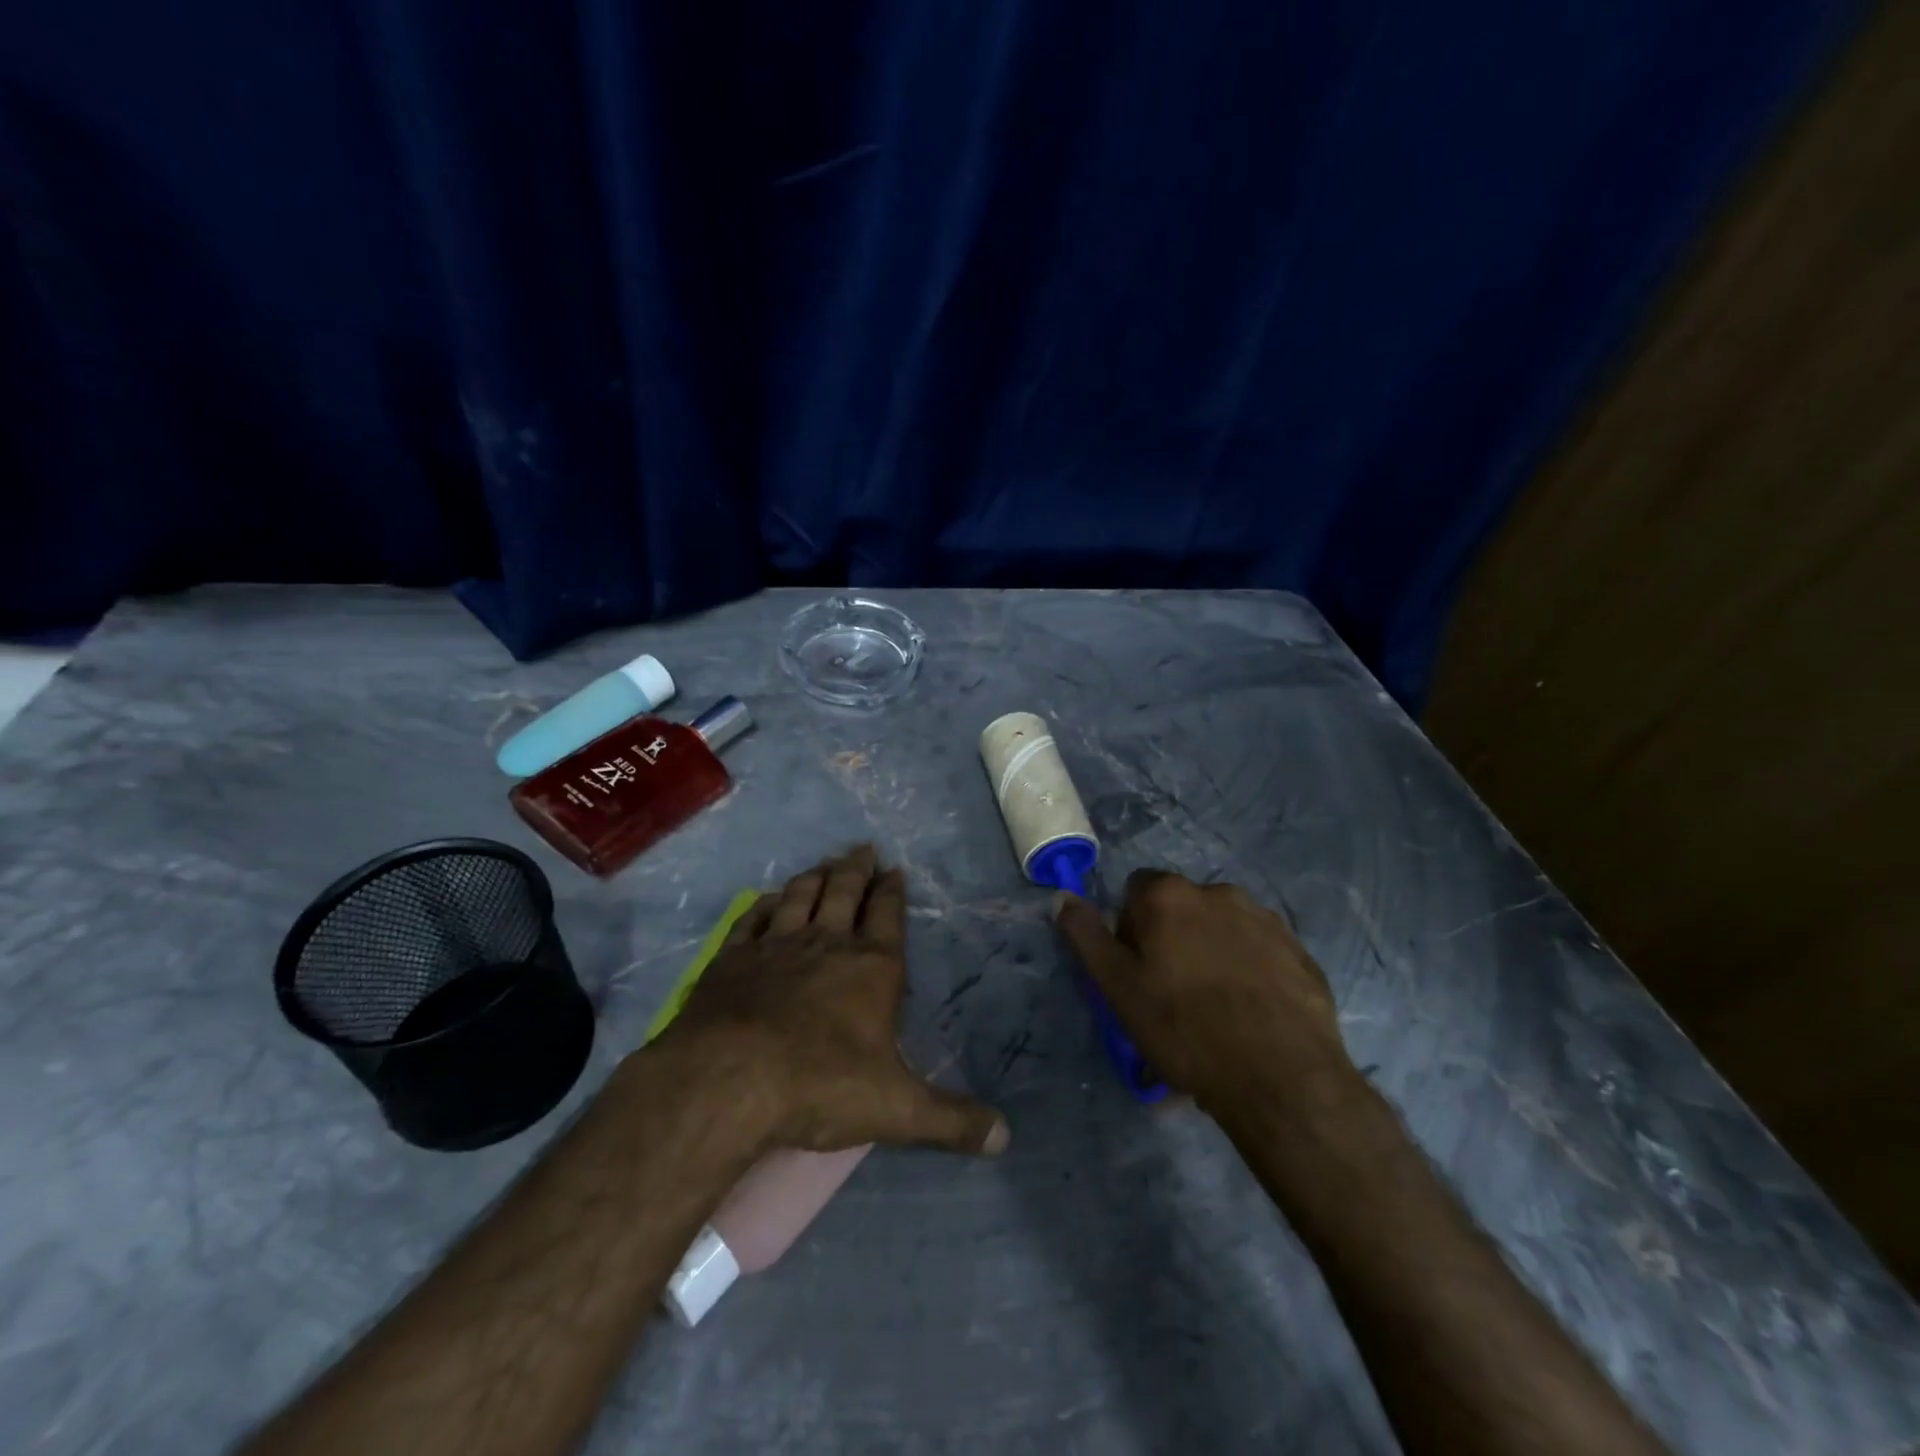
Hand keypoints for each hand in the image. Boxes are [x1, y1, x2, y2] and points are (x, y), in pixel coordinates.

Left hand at [655, 845, 1009, 1157]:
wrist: (727, 1081)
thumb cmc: (820, 1086)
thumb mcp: (896, 1109)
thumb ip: (951, 1120)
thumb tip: (1006, 1138)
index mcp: (871, 968)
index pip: (887, 916)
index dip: (892, 891)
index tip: (894, 869)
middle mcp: (826, 944)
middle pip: (844, 892)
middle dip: (856, 869)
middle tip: (862, 849)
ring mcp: (775, 946)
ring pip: (799, 897)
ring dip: (814, 877)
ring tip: (823, 864)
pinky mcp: (732, 959)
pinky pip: (752, 919)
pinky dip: (764, 904)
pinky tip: (767, 899)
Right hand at [1054, 871, 1360, 1116]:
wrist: (1281, 1078)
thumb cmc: (1184, 1030)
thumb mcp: (1118, 988)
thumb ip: (1086, 936)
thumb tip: (1063, 897)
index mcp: (1170, 895)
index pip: (1135, 891)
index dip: (1129, 930)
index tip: (1138, 972)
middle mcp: (1218, 892)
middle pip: (1180, 908)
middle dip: (1172, 939)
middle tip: (1173, 995)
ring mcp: (1265, 919)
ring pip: (1221, 927)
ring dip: (1211, 951)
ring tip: (1216, 1009)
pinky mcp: (1299, 950)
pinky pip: (1259, 949)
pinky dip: (1249, 969)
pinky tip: (1250, 1013)